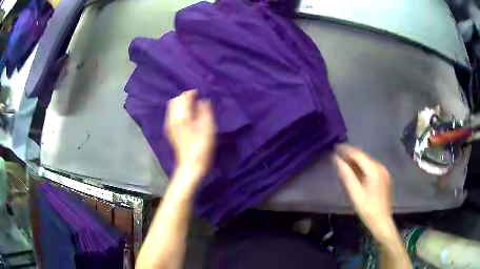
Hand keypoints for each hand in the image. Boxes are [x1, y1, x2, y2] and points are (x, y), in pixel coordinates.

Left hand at [165, 90, 215, 177]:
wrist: (191, 166)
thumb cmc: (202, 147)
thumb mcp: (208, 128)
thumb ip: (205, 111)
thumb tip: (203, 100)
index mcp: (181, 117)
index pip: (183, 97)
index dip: (192, 93)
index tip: (201, 94)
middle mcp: (172, 119)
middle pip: (175, 100)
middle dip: (185, 97)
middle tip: (197, 99)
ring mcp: (170, 125)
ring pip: (173, 107)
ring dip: (182, 104)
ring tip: (193, 107)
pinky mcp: (171, 131)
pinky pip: (173, 114)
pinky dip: (179, 111)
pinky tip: (188, 116)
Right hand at [334, 144, 393, 241]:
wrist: (382, 222)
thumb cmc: (367, 209)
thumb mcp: (355, 194)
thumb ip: (346, 175)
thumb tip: (336, 160)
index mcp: (374, 170)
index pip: (358, 155)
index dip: (346, 150)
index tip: (334, 147)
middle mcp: (381, 167)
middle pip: (364, 157)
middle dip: (350, 154)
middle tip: (337, 154)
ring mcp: (384, 172)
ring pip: (368, 162)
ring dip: (356, 160)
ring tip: (343, 161)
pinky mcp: (384, 177)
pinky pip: (372, 167)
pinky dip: (362, 167)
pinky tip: (355, 171)